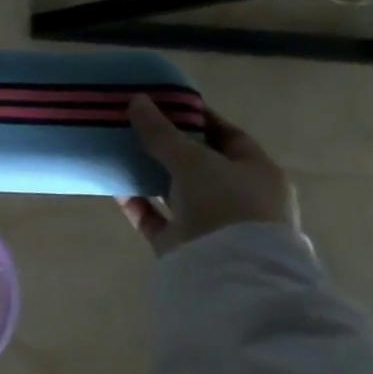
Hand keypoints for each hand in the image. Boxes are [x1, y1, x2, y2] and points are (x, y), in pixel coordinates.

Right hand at [118, 95, 297, 255]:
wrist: (228, 273)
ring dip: (149, 174)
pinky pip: (155, 217)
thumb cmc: (226, 205)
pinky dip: (137, 202)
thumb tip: (137, 100)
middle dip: (168, 145)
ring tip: (118, 151)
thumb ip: (162, 132)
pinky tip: (114, 185)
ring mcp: (211, 223)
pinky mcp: (183, 244)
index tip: (165, 104)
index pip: (228, 136)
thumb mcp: (193, 160)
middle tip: (134, 125)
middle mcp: (238, 197)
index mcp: (257, 173)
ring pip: (175, 191)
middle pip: (199, 164)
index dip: (198, 118)